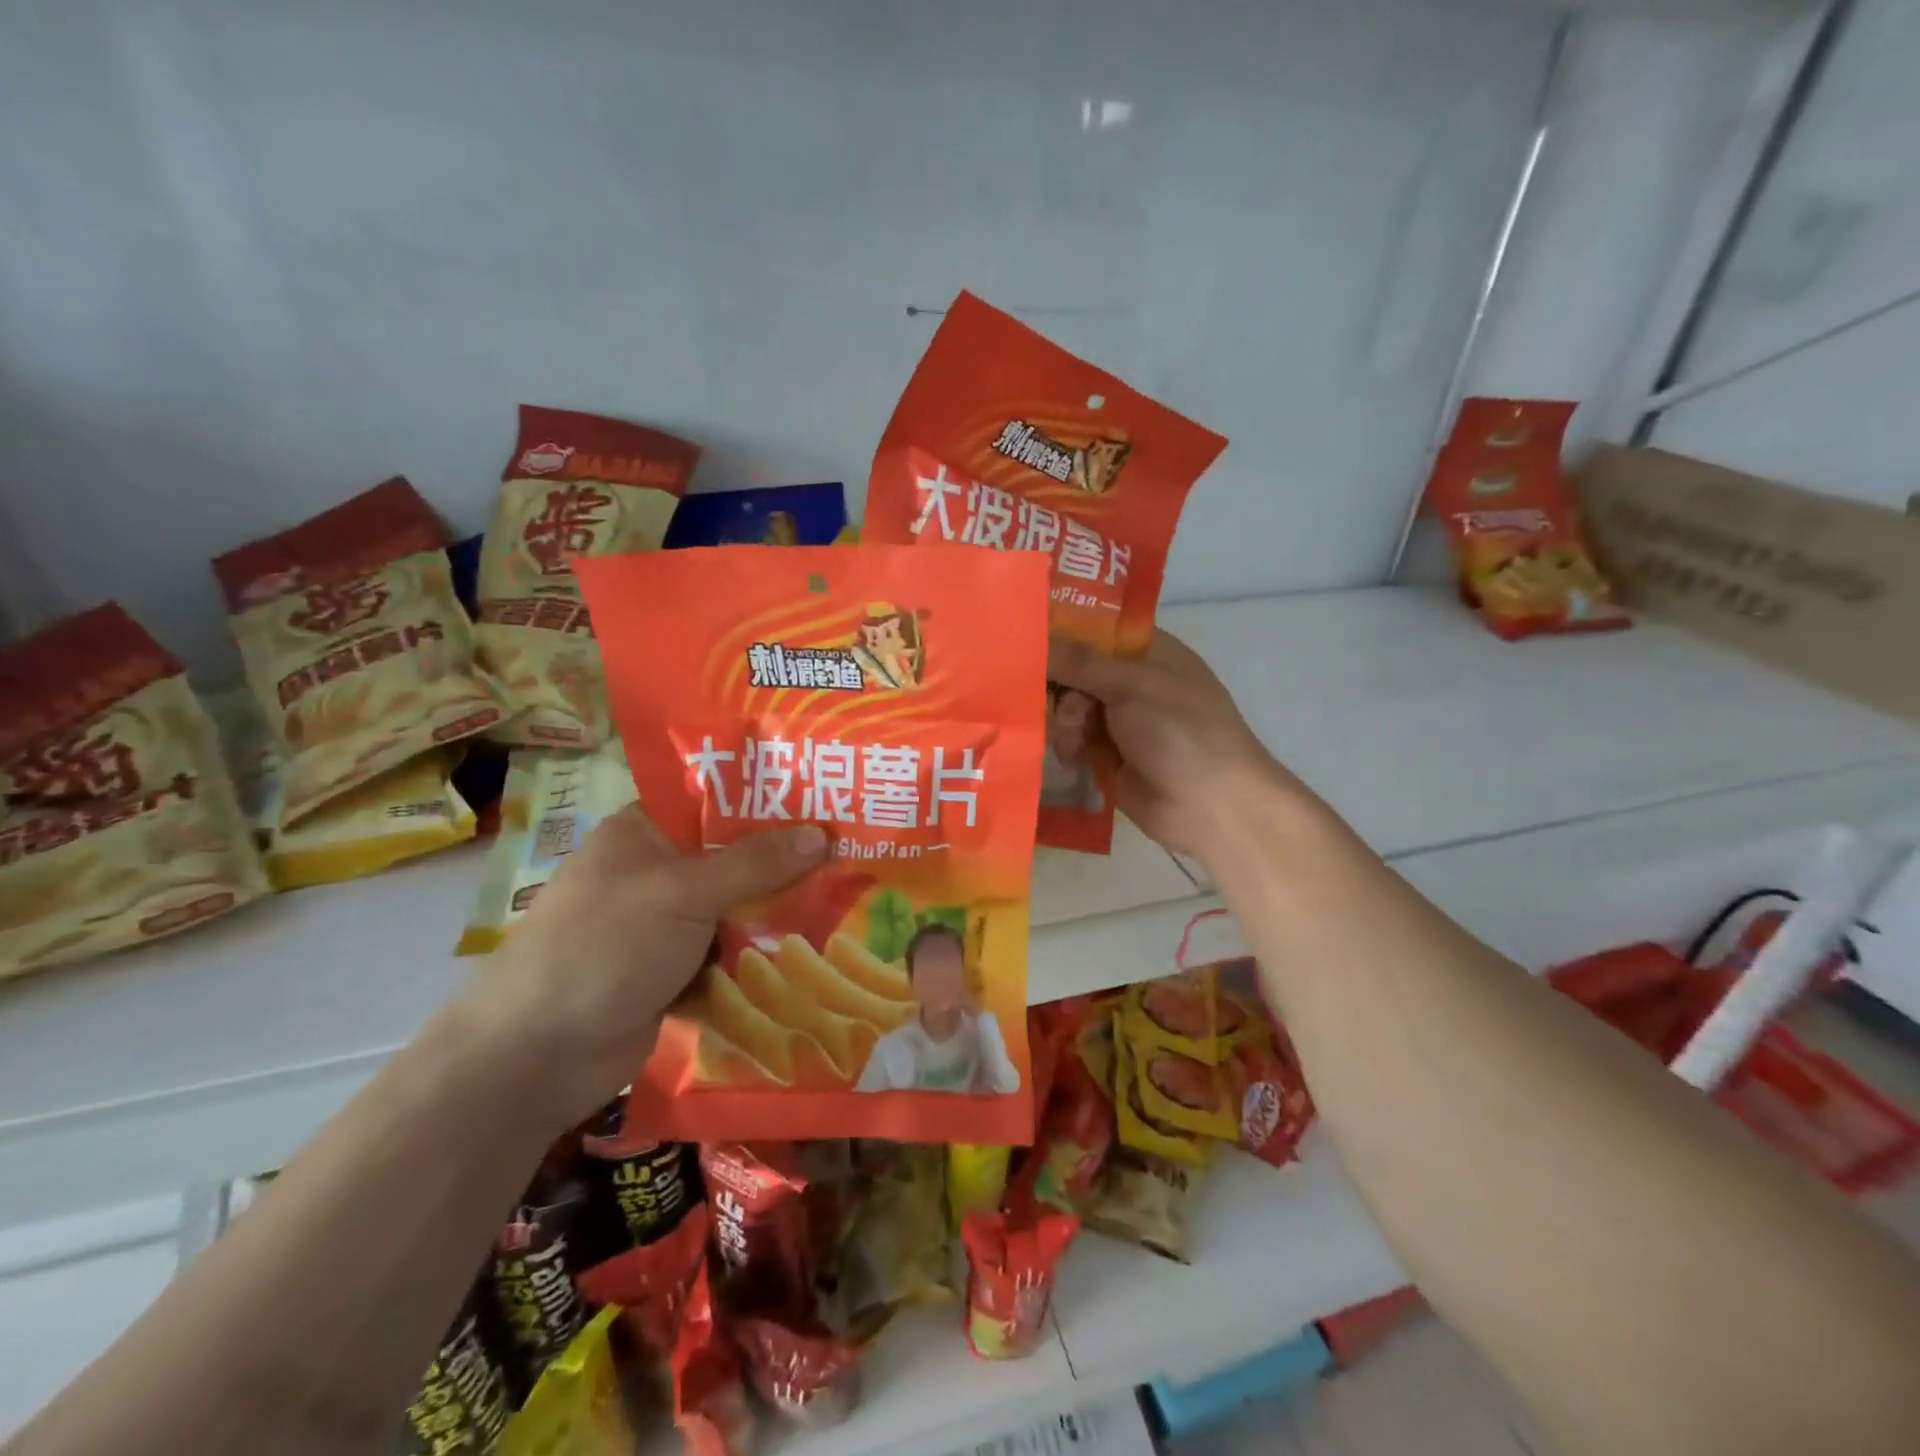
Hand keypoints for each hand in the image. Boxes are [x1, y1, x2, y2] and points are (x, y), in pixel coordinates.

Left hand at [459, 804, 827, 1119]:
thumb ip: (754, 862)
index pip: (716, 802)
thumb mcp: (682, 892)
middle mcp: (655, 874)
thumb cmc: (604, 948)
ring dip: (778, 913)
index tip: (826, 802)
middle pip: (733, 858)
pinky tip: (813, 951)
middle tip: (852, 855)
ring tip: (848, 901)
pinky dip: (760, 956)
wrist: (536, 1058)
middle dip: (786, 863)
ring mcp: (664, 927)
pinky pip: (729, 954)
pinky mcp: (674, 973)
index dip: (769, 801)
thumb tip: (822, 833)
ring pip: (736, 909)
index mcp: (644, 834)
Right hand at [1048, 631, 1300, 861]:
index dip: (1063, 633)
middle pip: (1075, 671)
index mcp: (1148, 652)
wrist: (1211, 806)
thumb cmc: (1180, 731)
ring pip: (1069, 708)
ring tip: (1077, 741)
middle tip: (1068, 706)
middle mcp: (1132, 681)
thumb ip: (1080, 662)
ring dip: (1066, 723)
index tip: (1030, 643)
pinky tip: (1076, 759)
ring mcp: (1121, 721)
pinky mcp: (1109, 757)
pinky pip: (1073, 741)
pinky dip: (1069, 747)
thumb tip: (1036, 639)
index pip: (1095, 629)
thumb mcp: (1131, 686)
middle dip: (1062, 689)